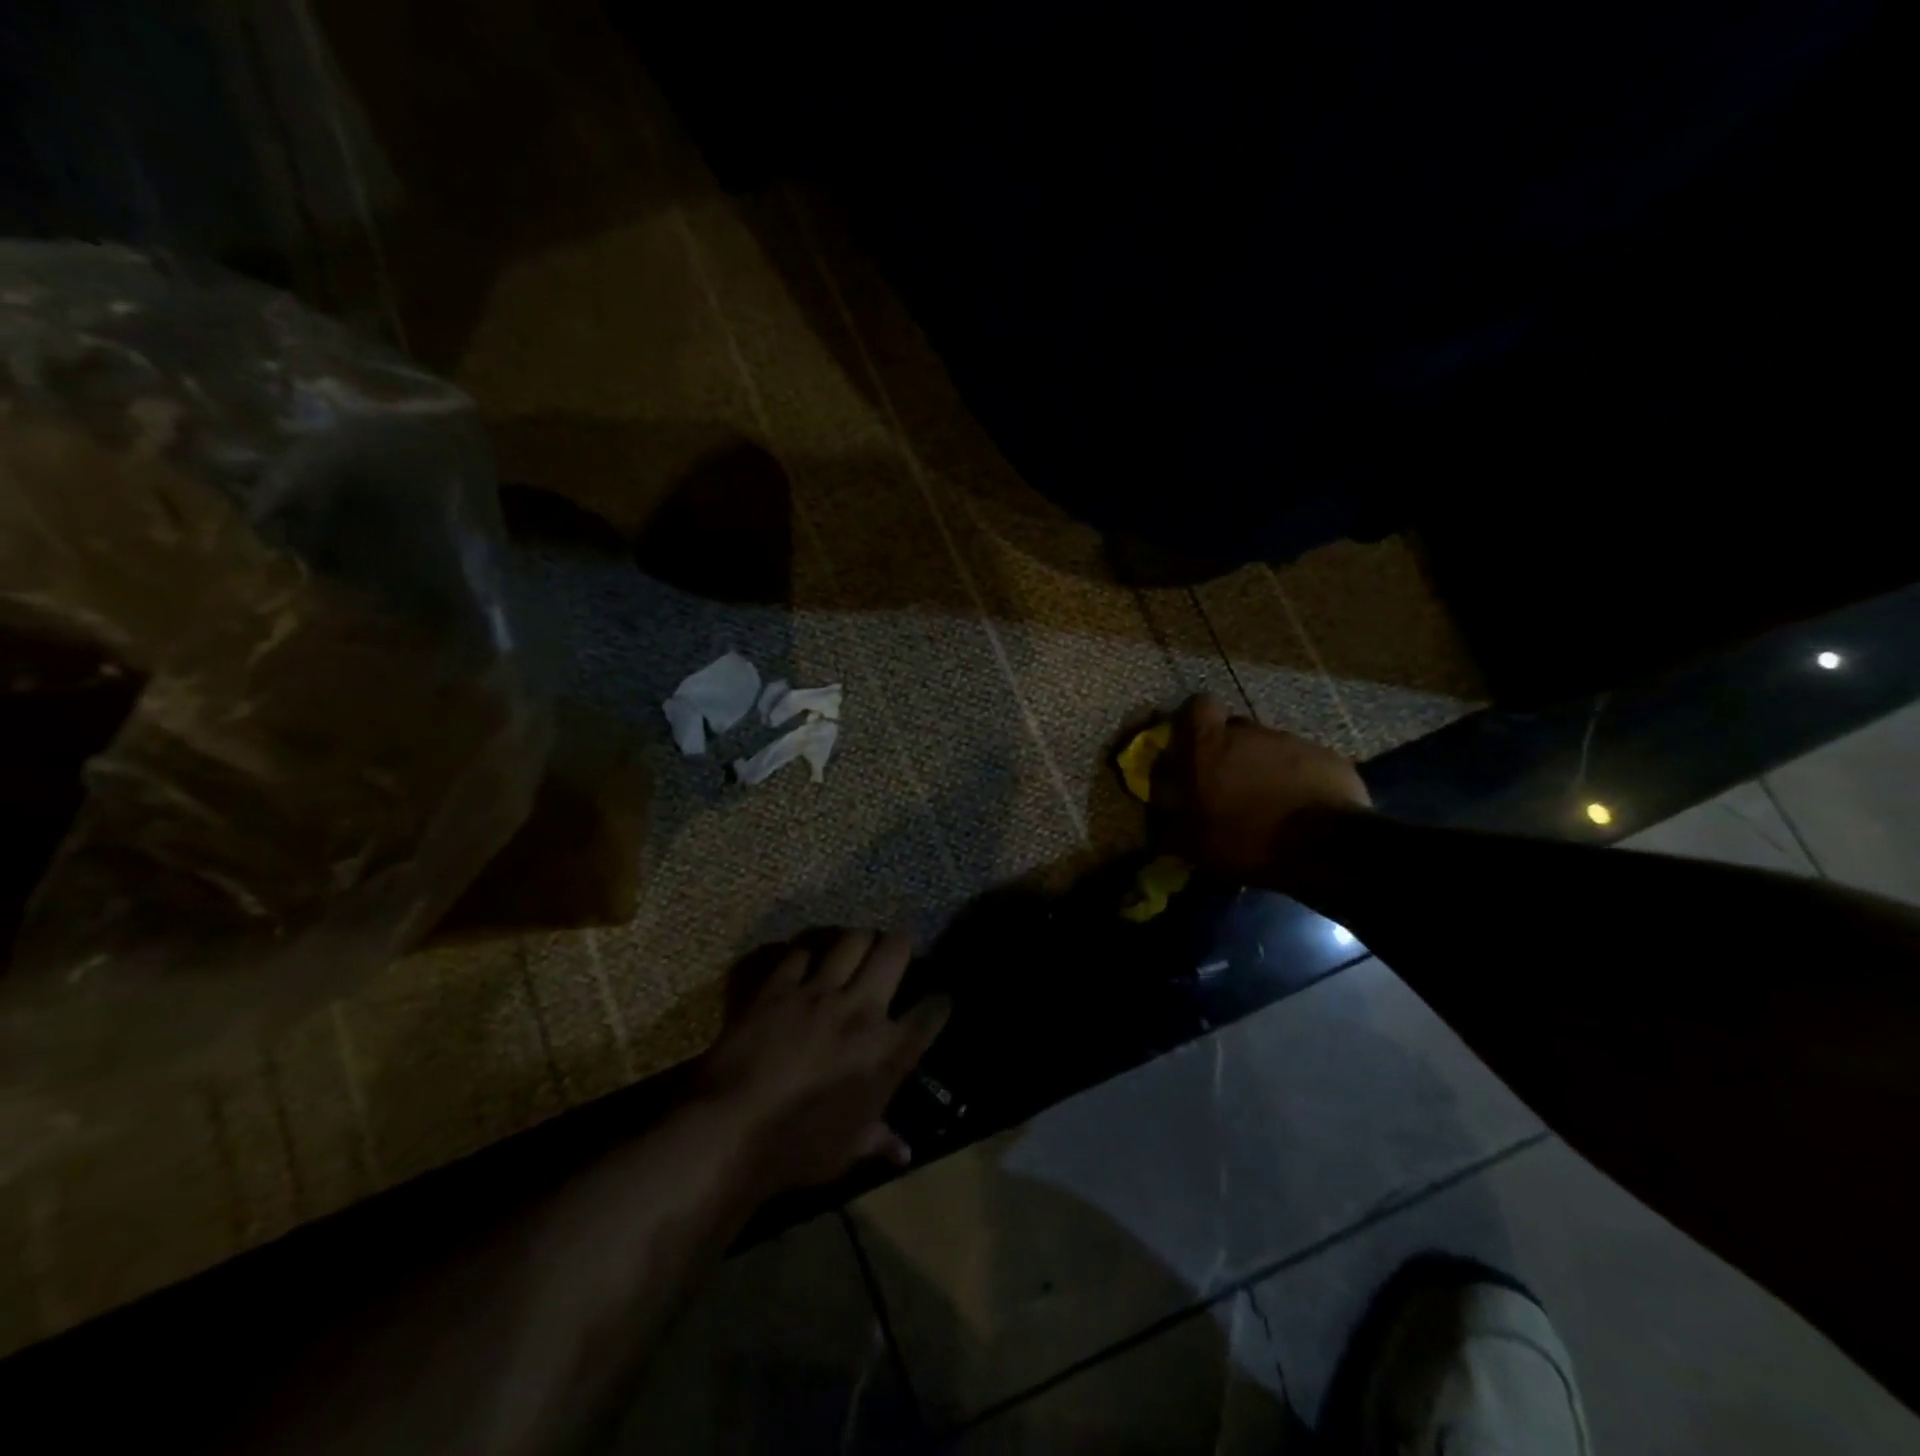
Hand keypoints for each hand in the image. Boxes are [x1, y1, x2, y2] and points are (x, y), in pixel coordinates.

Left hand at [691, 929, 950, 1199]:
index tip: (939, 999)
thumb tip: (905, 1152)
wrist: (731, 1130)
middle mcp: (860, 1009)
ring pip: (851, 939)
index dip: (940, 1002)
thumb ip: (879, 1140)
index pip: (931, 1012)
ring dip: (859, 939)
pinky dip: (806, 955)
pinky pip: (800, 953)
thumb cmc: (799, 1149)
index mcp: (887, 1051)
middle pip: (894, 951)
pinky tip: (806, 962)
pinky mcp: (778, 987)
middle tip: (898, 949)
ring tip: (858, 944)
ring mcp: (818, 992)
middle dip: (902, 943)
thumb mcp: (848, 1152)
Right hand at [1152, 694, 1371, 886]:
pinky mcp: (1328, 758)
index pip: (1197, 706)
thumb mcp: (1192, 841)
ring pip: (1271, 748)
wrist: (1323, 849)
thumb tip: (1160, 808)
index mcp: (1209, 746)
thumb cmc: (1245, 840)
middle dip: (1232, 752)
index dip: (1195, 722)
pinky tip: (1300, 810)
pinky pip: (1304, 764)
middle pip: (1236, 730)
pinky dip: (1299, 781)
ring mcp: (1293, 742)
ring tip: (1270, 805)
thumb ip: (1171, 818)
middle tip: (1232, 787)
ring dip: (1266, 770)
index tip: (1195, 745)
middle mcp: (1249, 733)